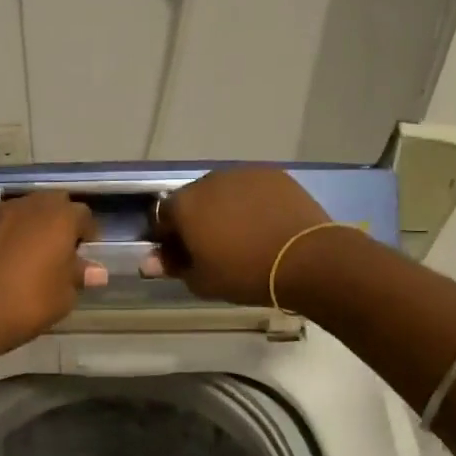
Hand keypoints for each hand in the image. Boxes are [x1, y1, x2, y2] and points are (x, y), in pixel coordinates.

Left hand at [0, 193, 103, 358]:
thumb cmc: (26, 304)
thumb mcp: (63, 297)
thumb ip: (79, 276)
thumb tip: (95, 271)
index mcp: (59, 218)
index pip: (83, 215)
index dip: (86, 234)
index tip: (84, 254)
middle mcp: (30, 205)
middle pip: (53, 204)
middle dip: (59, 222)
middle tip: (58, 251)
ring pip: (24, 210)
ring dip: (31, 225)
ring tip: (29, 253)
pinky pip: (0, 221)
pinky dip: (6, 232)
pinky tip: (3, 257)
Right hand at [145, 167, 330, 304]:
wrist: (305, 259)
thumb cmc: (245, 274)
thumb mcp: (202, 281)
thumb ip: (173, 267)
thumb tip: (150, 261)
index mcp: (184, 204)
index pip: (162, 217)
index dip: (168, 237)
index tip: (181, 256)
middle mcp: (209, 181)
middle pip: (193, 200)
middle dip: (196, 220)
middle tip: (212, 247)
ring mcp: (243, 174)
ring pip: (223, 192)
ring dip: (224, 209)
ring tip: (242, 235)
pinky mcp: (273, 175)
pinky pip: (251, 189)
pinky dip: (251, 203)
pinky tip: (265, 224)